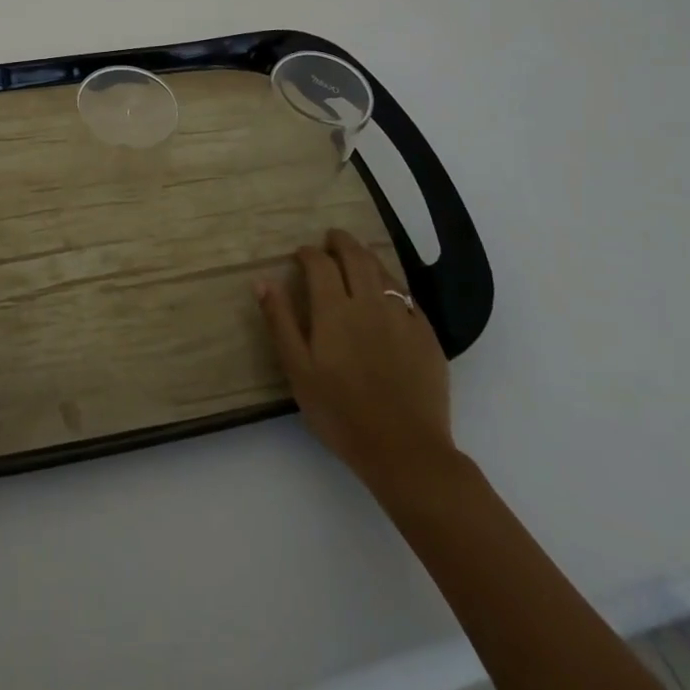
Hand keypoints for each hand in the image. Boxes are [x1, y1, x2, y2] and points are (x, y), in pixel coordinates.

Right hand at [256, 229, 457, 503]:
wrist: (406, 451)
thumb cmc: (341, 413)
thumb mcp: (298, 371)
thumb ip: (280, 322)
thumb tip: (262, 281)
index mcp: (334, 309)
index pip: (320, 264)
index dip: (308, 253)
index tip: (301, 254)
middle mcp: (369, 303)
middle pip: (356, 257)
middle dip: (341, 242)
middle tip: (331, 238)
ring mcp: (401, 318)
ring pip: (384, 273)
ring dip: (368, 258)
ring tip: (358, 256)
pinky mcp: (427, 336)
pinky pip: (408, 298)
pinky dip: (393, 285)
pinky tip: (389, 293)